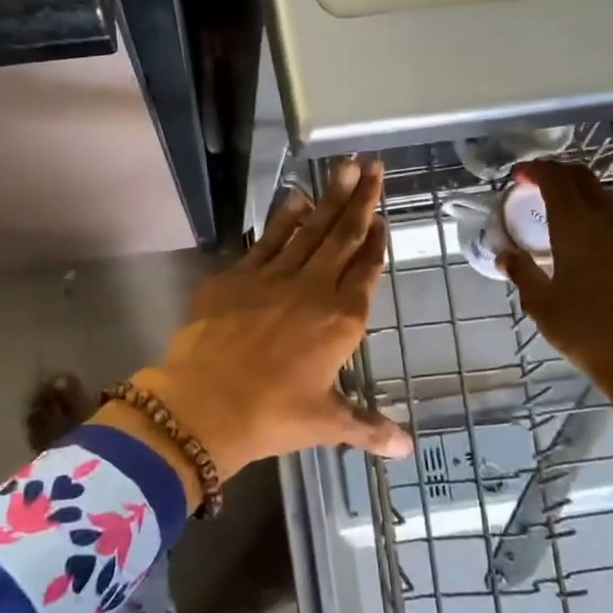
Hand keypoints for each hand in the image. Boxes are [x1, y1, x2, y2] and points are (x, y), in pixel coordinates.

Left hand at [110, 159, 410, 491]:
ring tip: (345, 166)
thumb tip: (406, 448)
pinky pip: (270, 238)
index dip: (377, 242)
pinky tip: (296, 197)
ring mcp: (276, 276)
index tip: (384, 216)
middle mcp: (314, 289)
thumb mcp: (325, 421)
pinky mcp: (241, 274)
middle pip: (344, 236)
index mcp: (342, 320)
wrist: (206, 403)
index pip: (367, 271)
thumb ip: (367, 427)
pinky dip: (285, 217)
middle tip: (374, 164)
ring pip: (311, 228)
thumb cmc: (273, 414)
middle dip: (361, 199)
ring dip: (329, 197)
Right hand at [499, 160, 612, 414]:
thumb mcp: (540, 303)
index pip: (556, 181)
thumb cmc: (583, 330)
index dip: (536, 171)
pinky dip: (593, 205)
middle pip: (583, 178)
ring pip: (603, 192)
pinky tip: (581, 226)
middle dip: (557, 172)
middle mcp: (605, 221)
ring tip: (556, 200)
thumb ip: (521, 271)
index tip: (517, 175)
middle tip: (534, 181)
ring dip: (578, 187)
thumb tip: (504, 255)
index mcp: (577, 227)